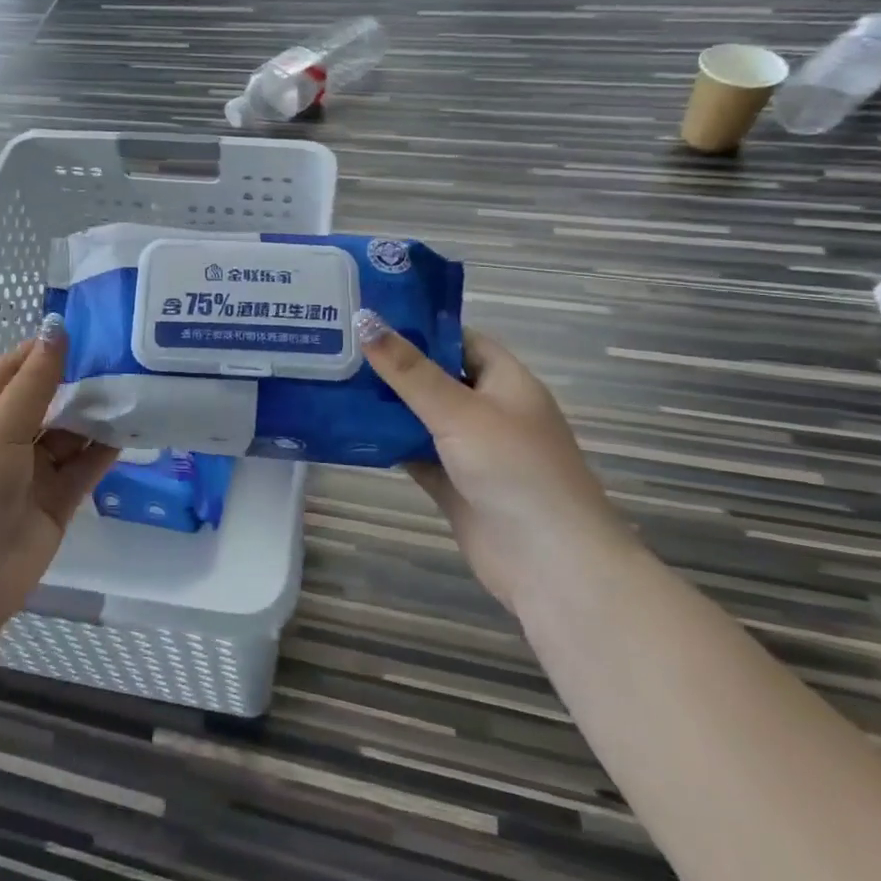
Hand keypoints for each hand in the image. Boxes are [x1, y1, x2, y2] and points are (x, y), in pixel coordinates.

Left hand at [0, 316, 117, 635]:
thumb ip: (35, 380)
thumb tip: (57, 326)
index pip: (19, 366)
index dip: (51, 347)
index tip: (97, 328)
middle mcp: (7, 434)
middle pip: (51, 397)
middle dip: (84, 379)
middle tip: (131, 355)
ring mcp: (34, 468)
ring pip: (72, 430)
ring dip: (99, 412)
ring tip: (141, 385)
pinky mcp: (58, 497)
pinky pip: (86, 464)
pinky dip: (107, 447)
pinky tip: (137, 425)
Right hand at [356, 313, 632, 609]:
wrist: (549, 564)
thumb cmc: (514, 470)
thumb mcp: (458, 410)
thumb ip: (408, 370)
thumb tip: (364, 319)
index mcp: (505, 381)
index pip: (458, 338)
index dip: (418, 326)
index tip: (367, 316)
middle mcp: (489, 410)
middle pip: (434, 377)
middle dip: (391, 365)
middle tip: (335, 346)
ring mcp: (470, 449)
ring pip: (420, 417)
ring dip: (384, 405)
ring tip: (331, 380)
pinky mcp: (453, 483)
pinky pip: (414, 452)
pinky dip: (387, 443)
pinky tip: (347, 429)